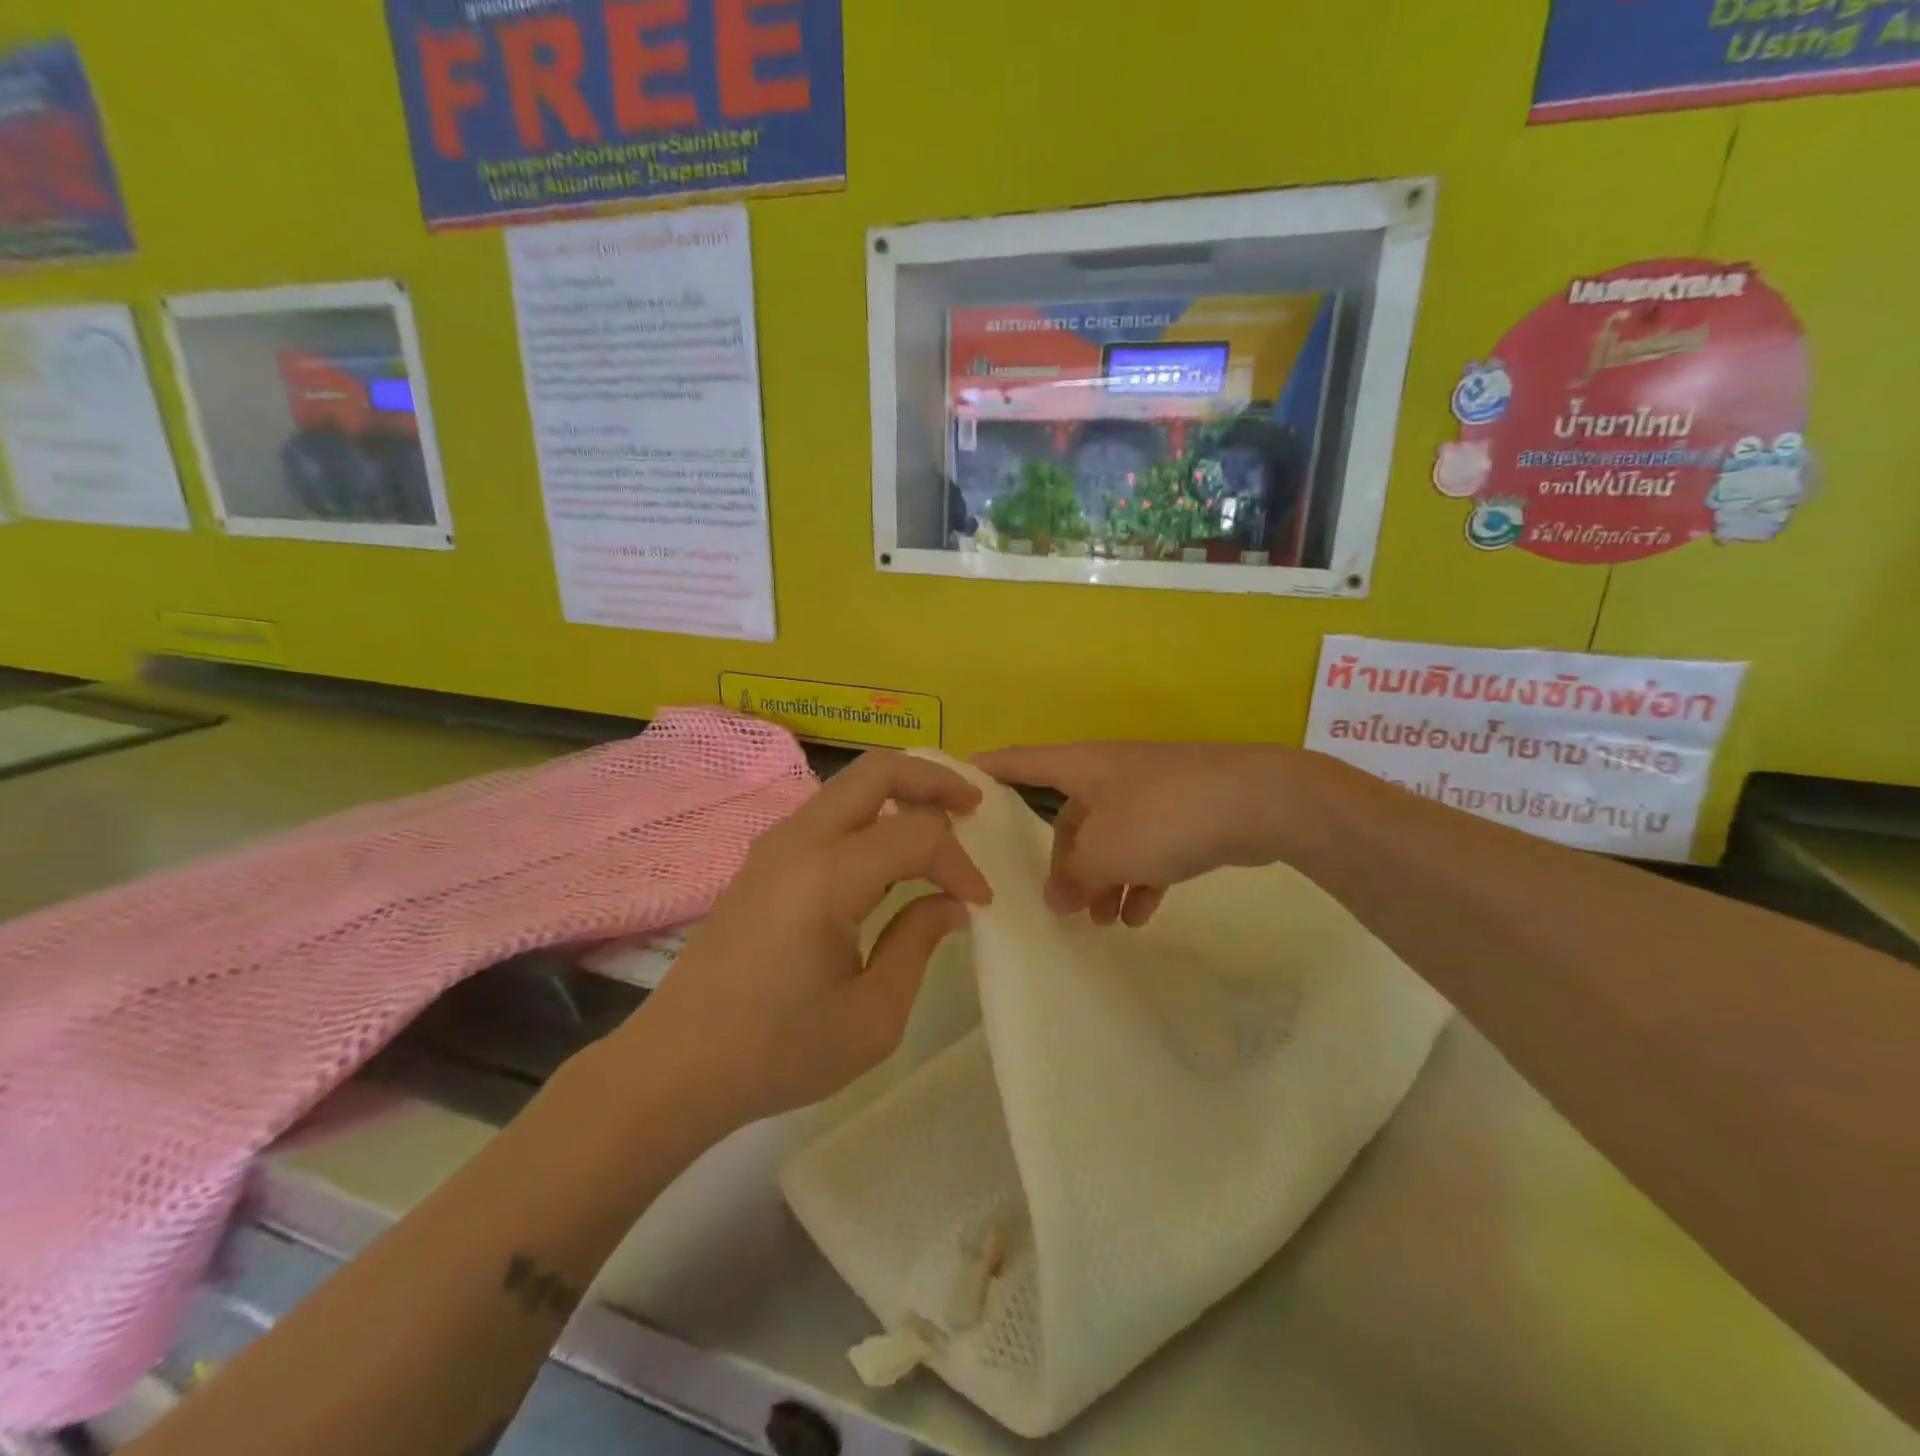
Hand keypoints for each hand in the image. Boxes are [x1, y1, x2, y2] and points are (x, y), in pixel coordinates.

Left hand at [632, 751, 991, 1129]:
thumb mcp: (872, 1016)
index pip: (916, 836)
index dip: (960, 863)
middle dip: (934, 779)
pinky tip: (888, 855)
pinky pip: (828, 814)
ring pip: (850, 785)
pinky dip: (870, 815)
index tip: (981, 904)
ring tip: (940, 825)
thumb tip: (950, 903)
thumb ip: (918, 943)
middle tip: (973, 808)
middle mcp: (798, 842)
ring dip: (900, 793)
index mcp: (826, 878)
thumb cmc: (778, 1051)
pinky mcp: (762, 862)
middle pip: (877, 770)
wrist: (676, 1067)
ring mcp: (773, 846)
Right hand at [974, 742, 1294, 927]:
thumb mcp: (1104, 850)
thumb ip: (1073, 876)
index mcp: (1080, 767)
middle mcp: (1108, 774)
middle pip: (1068, 817)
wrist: (1259, 801)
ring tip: (1102, 922)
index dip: (984, 772)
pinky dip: (1138, 880)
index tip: (954, 789)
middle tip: (1059, 906)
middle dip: (1062, 863)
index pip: (1017, 763)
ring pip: (1108, 839)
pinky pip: (1145, 850)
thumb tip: (1059, 897)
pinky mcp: (1181, 815)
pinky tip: (1139, 915)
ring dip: (1101, 880)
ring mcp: (1147, 793)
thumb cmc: (1163, 815)